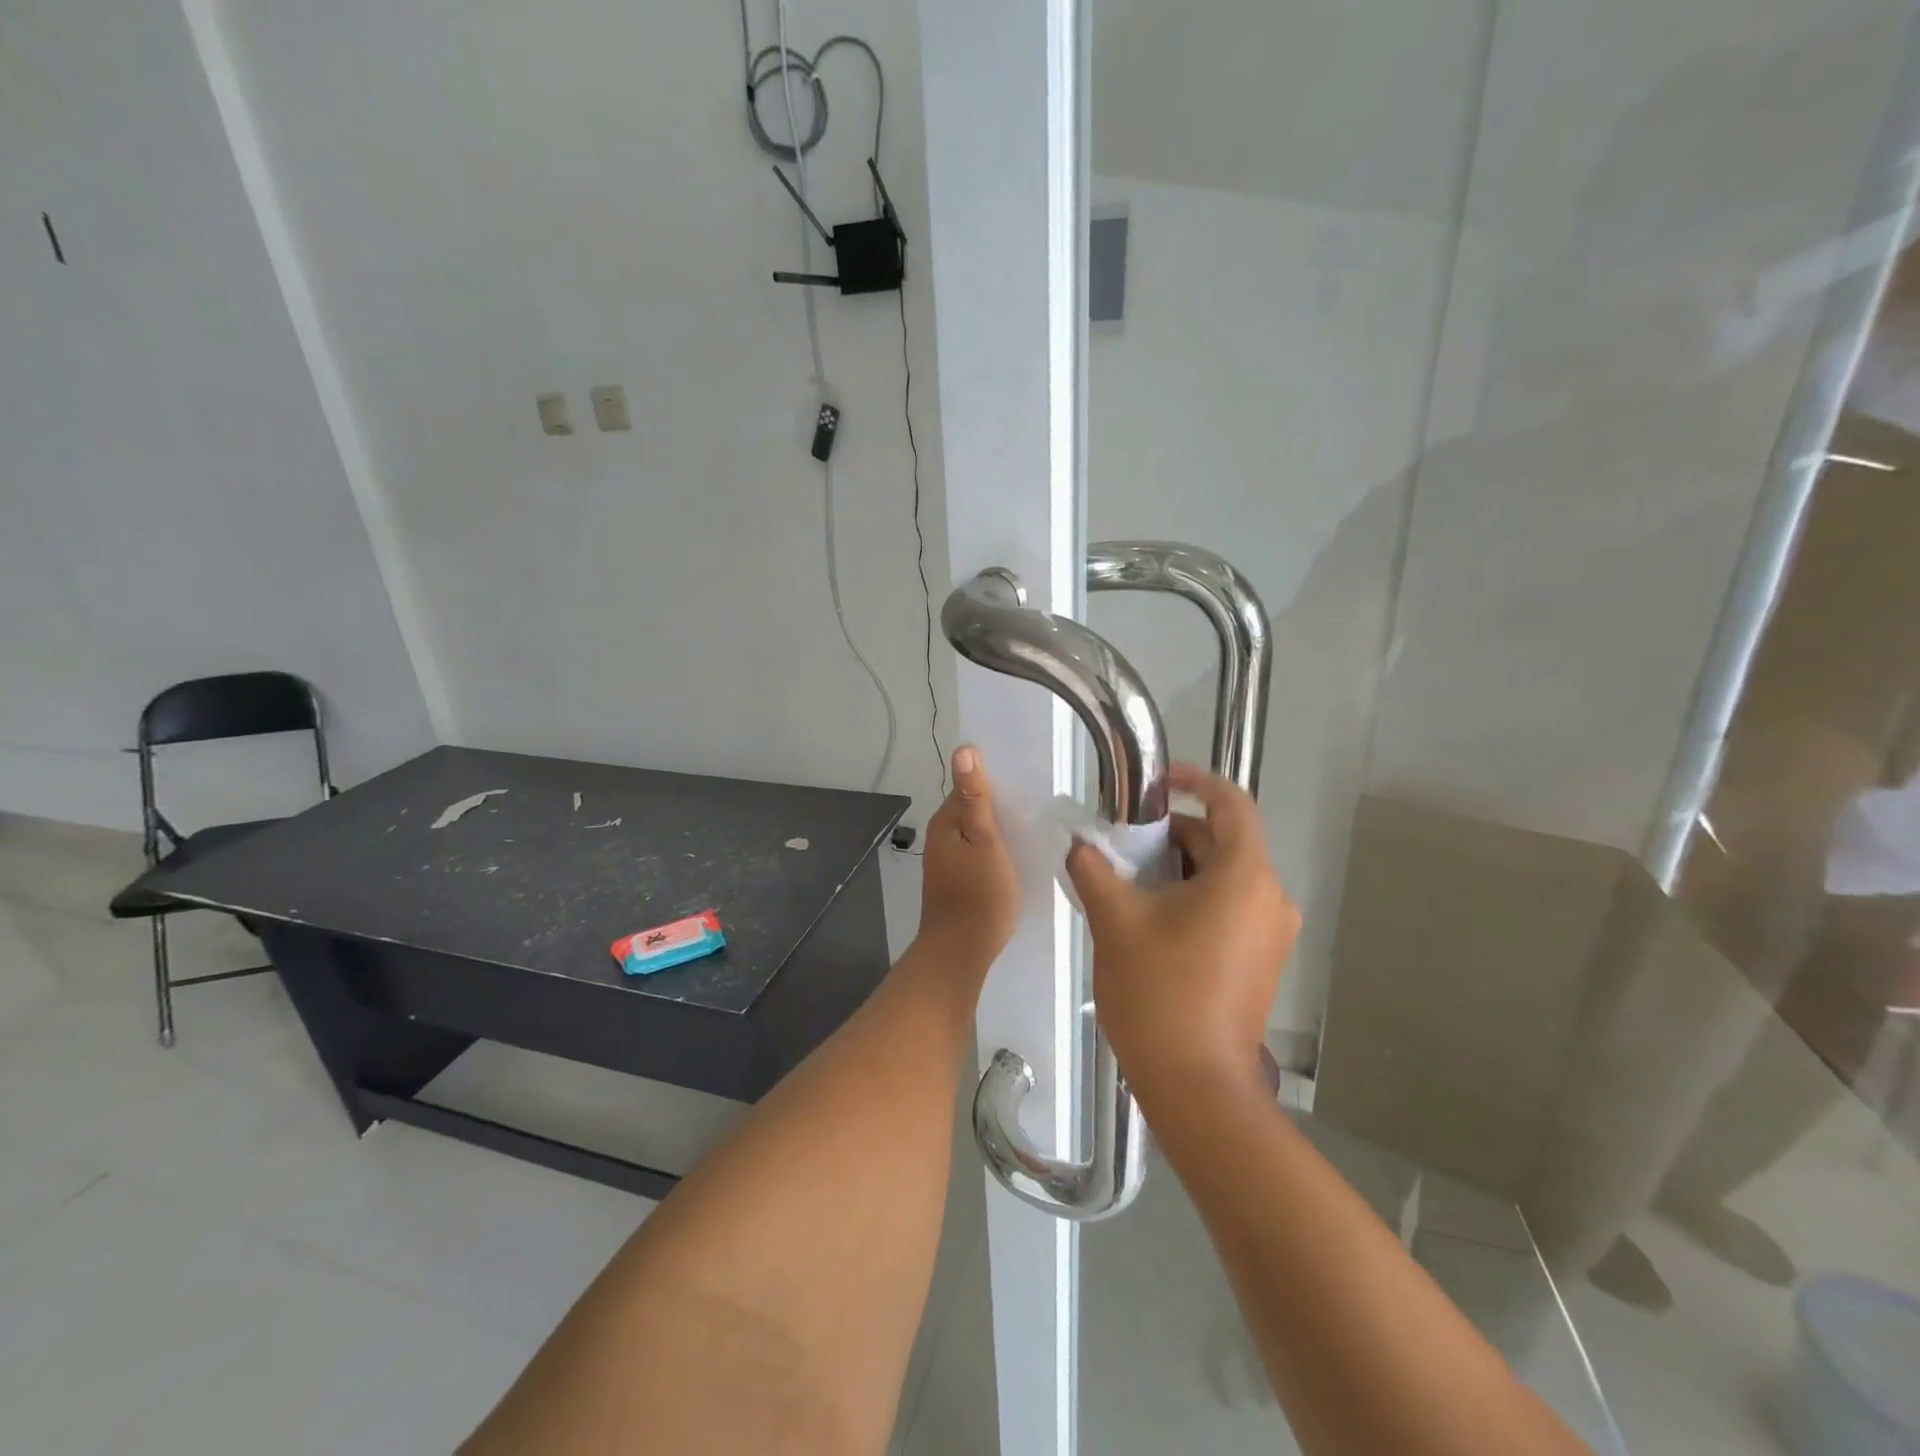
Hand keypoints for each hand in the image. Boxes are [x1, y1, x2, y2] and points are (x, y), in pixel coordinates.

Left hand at [916, 746, 1019, 964]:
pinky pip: (977, 850)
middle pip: (972, 806)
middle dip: (999, 802)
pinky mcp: (956, 877)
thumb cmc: (979, 895)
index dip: (995, 780)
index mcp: (946, 821)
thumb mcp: (985, 842)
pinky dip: (995, 846)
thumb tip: (964, 750)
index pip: (969, 784)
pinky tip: (1015, 852)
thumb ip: (976, 798)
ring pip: (976, 830)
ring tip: (1031, 824)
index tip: (1027, 780)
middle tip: (1037, 802)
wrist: (960, 952)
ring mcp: (947, 858)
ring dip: (998, 825)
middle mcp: (941, 835)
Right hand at [1066, 763, 1297, 1099]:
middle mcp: (1271, 898)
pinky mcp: (1263, 960)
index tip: (1157, 782)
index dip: (1196, 782)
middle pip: (1225, 841)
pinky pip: (1231, 907)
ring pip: (1225, 876)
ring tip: (1131, 880)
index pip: (1231, 804)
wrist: (1195, 1085)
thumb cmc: (1159, 991)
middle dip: (1175, 833)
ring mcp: (1272, 933)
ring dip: (1181, 867)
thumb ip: (1094, 869)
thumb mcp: (1115, 920)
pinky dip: (1195, 896)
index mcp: (1245, 877)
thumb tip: (1081, 845)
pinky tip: (1153, 916)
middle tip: (1125, 841)